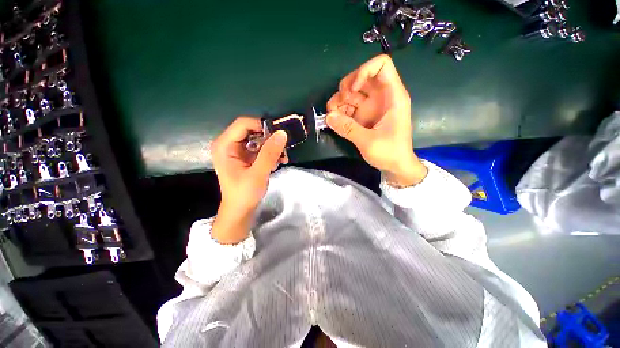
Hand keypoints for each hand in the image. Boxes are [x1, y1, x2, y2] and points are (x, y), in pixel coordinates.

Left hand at [211, 117, 287, 243]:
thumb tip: (282, 133)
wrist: (240, 211)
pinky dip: (270, 153)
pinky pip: (260, 148)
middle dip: (270, 138)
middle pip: (252, 130)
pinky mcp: (246, 157)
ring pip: (258, 139)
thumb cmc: (244, 194)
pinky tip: (278, 162)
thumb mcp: (258, 174)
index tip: (279, 134)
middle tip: (283, 149)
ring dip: (272, 147)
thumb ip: (269, 153)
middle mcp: (229, 144)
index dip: (262, 125)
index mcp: (225, 145)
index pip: (243, 124)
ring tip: (282, 159)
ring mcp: (238, 151)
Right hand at [326, 54, 426, 186]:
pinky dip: (340, 111)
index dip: (364, 71)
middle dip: (345, 88)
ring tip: (333, 116)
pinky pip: (349, 107)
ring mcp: (371, 106)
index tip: (351, 90)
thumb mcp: (369, 142)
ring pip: (352, 93)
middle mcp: (381, 97)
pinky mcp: (363, 116)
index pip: (381, 65)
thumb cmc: (390, 153)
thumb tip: (328, 117)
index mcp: (392, 97)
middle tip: (337, 106)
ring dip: (339, 101)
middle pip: (361, 77)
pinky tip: (336, 121)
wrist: (396, 166)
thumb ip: (348, 129)